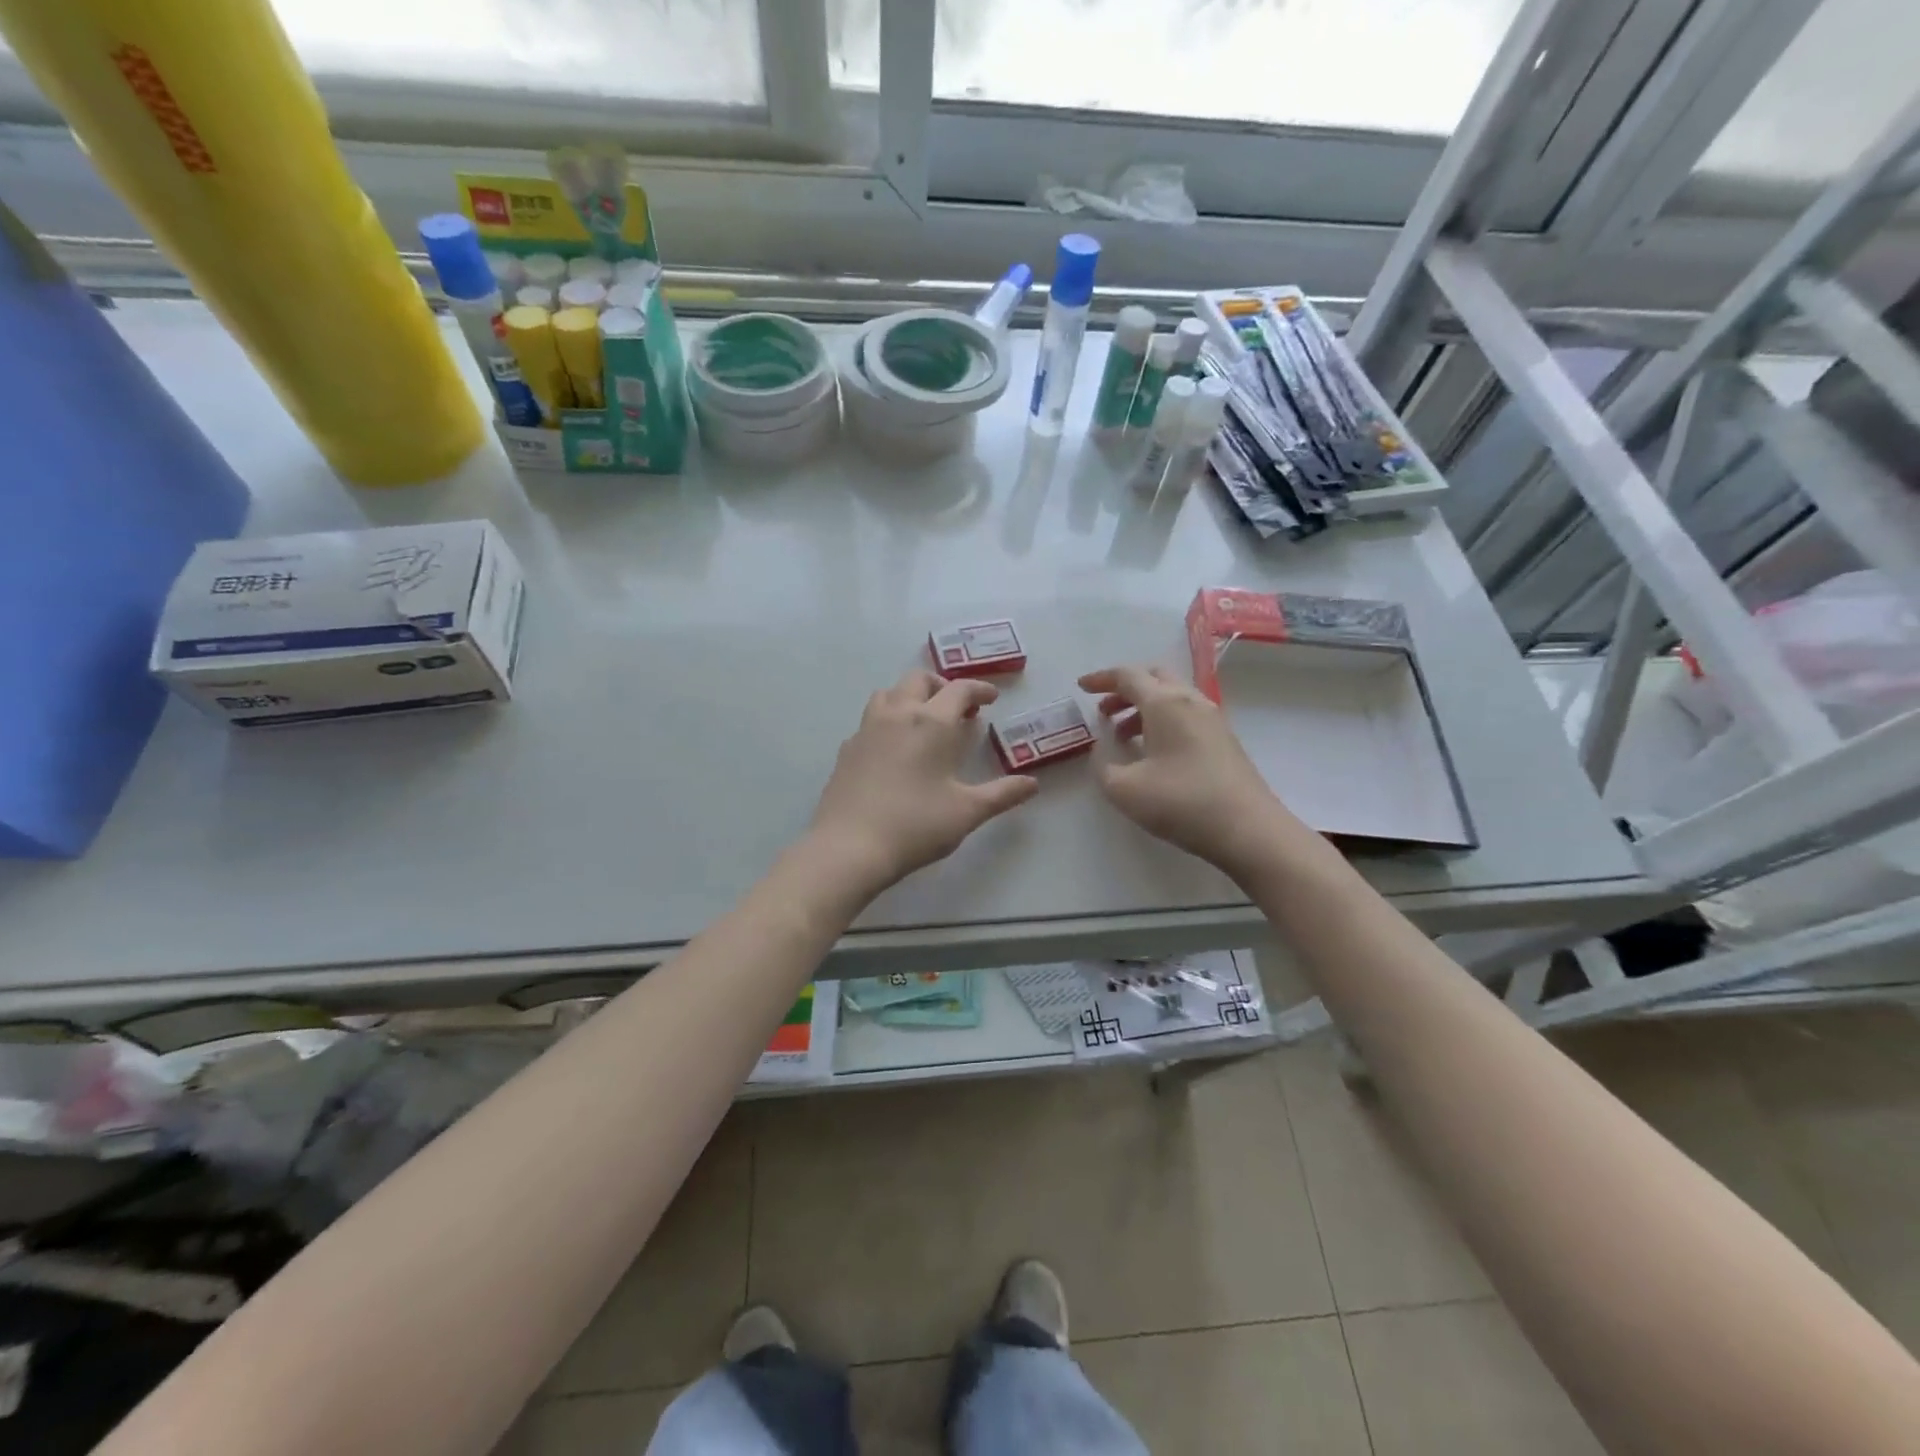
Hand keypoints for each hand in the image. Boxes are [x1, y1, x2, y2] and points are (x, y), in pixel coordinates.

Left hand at [809, 670, 1038, 893]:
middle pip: (919, 680)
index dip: (979, 689)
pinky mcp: (847, 749)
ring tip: (924, 720)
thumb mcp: (967, 812)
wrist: (849, 847)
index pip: (959, 689)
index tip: (991, 698)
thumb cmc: (915, 825)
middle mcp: (897, 714)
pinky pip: (870, 719)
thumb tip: (1032, 784)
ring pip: (889, 693)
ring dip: (910, 696)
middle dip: (942, 686)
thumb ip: (1002, 794)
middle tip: (958, 708)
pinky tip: (894, 748)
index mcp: (931, 722)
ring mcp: (867, 729)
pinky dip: (888, 720)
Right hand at [1079, 664, 1312, 878]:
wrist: (1248, 829)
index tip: (1081, 687)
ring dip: (1143, 708)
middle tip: (1104, 711)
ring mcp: (1213, 719)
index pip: (1128, 676)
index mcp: (1165, 703)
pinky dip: (1163, 721)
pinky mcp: (1224, 740)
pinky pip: (1186, 715)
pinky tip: (1153, 752)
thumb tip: (1103, 750)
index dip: (1101, 679)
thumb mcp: (1124, 789)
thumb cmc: (1181, 802)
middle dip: (1124, 689)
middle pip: (1154, 678)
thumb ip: (1103, 765)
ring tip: (1123, 736)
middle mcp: (1191, 701)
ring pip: (1172, 697)